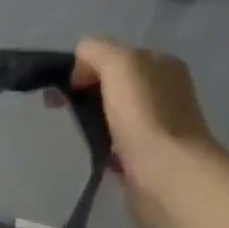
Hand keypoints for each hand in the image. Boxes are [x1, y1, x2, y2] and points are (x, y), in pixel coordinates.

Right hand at [71, 39, 217, 227]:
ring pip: (114, 113)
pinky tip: (97, 153)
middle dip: (85, 92)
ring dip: (93, 120)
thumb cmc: (144, 116)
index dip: (85, 66)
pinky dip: (103, 146)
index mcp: (162, 65)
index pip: (114, 55)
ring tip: (79, 132)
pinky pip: (117, 142)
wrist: (167, 175)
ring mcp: (159, 125)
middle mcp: (165, 91)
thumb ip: (96, 52)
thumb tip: (79, 69)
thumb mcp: (119, 63)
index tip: (65, 87)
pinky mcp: (149, 156)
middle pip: (113, 84)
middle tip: (61, 108)